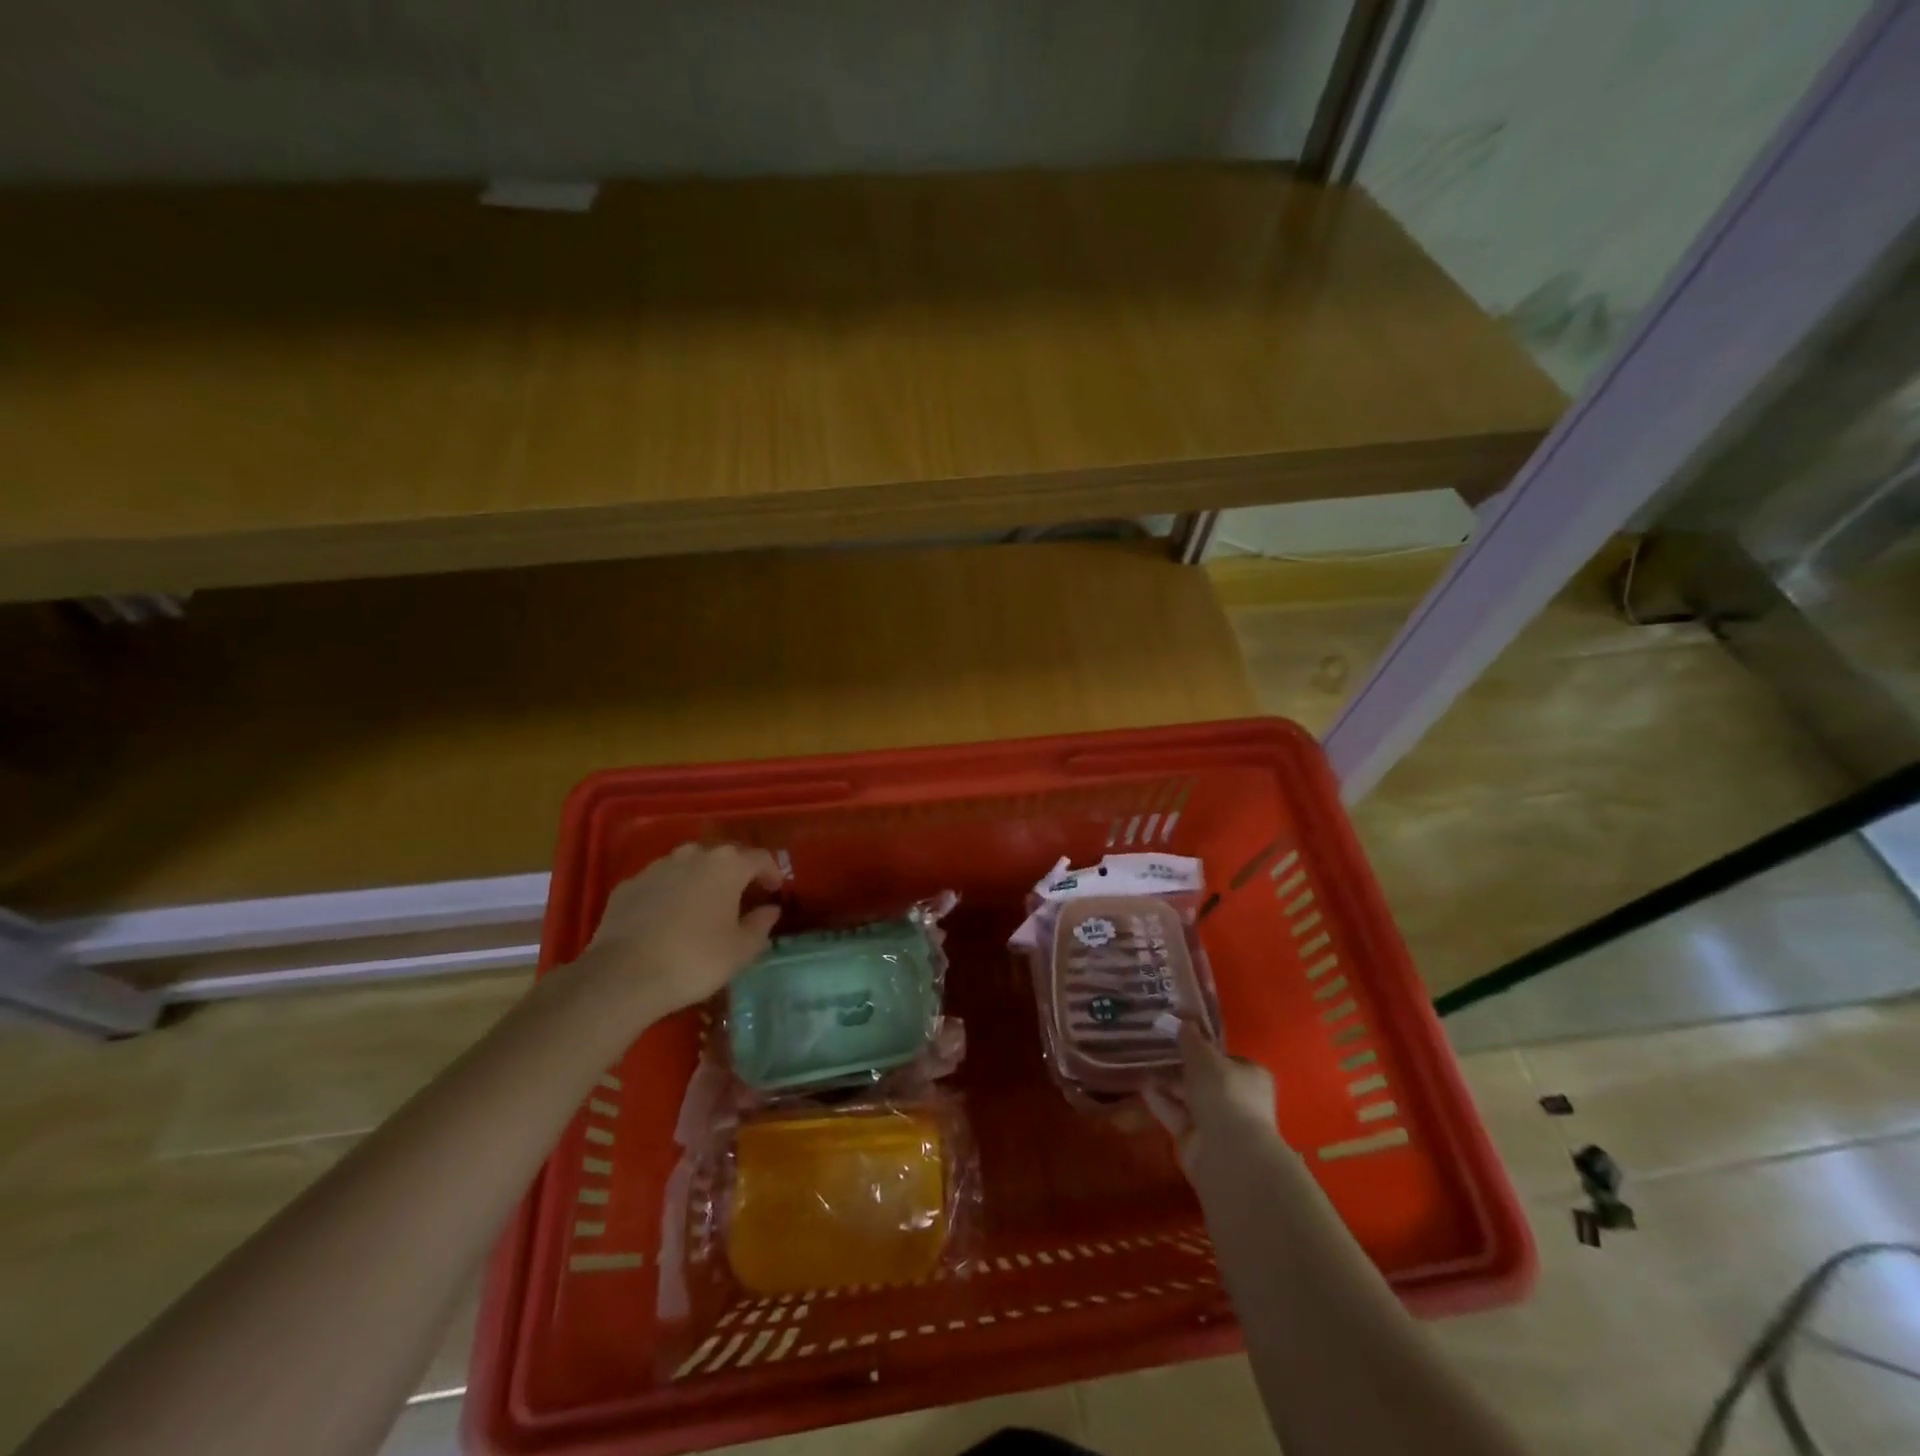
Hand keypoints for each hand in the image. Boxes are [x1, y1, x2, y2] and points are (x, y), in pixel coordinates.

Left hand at [563, 842, 783, 1031]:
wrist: (622, 976)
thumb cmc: (695, 959)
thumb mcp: (740, 950)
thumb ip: (760, 925)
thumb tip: (770, 910)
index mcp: (727, 866)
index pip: (759, 858)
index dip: (771, 872)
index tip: (774, 891)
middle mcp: (693, 855)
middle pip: (723, 856)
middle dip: (735, 873)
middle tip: (741, 898)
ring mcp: (656, 867)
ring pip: (688, 865)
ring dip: (701, 880)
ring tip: (704, 906)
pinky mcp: (628, 885)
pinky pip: (659, 882)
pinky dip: (670, 893)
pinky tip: (668, 918)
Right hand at [1144, 1021, 1281, 1178]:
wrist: (1227, 1153)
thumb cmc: (1224, 1094)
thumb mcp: (1204, 1057)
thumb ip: (1191, 1039)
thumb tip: (1183, 1021)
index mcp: (1251, 1076)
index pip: (1227, 1058)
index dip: (1204, 1049)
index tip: (1180, 1038)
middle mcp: (1238, 1099)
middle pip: (1206, 1079)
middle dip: (1182, 1068)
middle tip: (1156, 1049)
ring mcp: (1218, 1123)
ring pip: (1189, 1098)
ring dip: (1168, 1084)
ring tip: (1143, 1064)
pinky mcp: (1197, 1141)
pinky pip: (1176, 1115)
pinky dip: (1161, 1102)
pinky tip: (1142, 1087)